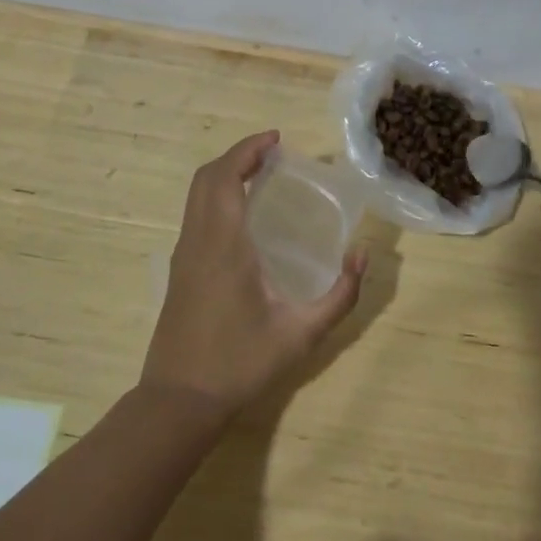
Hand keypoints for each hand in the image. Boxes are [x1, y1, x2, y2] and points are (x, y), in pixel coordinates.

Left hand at [141, 130, 366, 419]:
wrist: (178, 402)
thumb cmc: (239, 364)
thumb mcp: (300, 335)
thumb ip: (339, 296)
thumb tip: (362, 256)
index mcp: (223, 244)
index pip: (226, 176)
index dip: (248, 149)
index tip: (275, 139)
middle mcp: (198, 239)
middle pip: (206, 177)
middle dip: (237, 155)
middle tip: (272, 153)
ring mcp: (183, 254)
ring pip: (196, 194)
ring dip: (225, 173)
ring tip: (260, 175)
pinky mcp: (179, 269)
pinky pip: (195, 213)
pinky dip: (216, 194)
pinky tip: (243, 214)